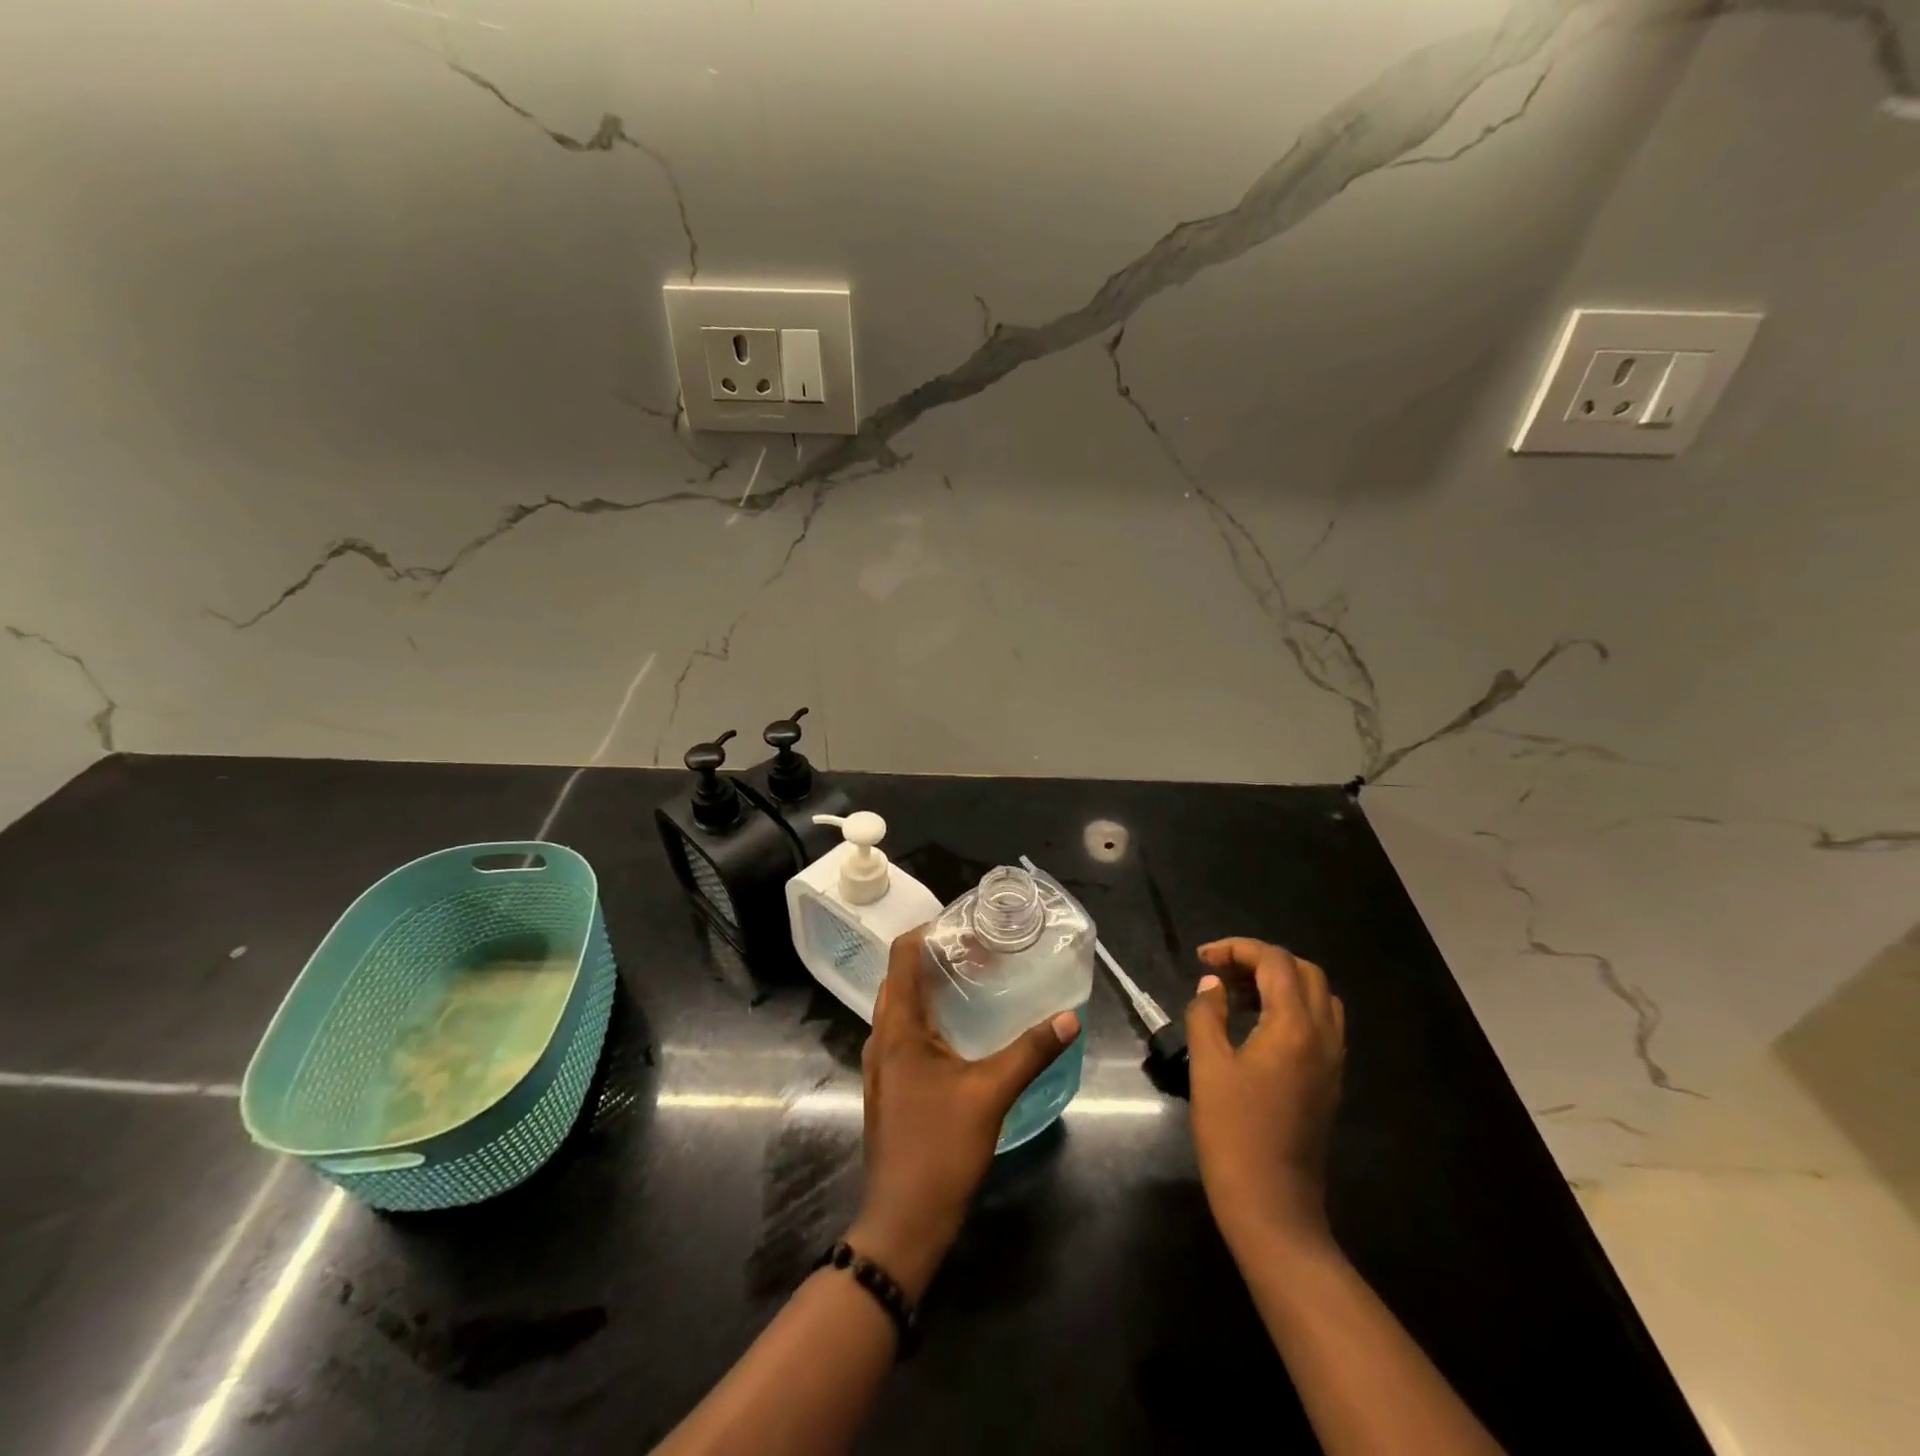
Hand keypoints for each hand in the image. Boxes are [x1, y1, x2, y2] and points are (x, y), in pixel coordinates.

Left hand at [847, 927, 1080, 1297]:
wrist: (903, 1220)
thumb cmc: (940, 1148)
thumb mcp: (991, 1093)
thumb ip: (1031, 1051)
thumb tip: (1070, 1017)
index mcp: (898, 1026)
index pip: (902, 954)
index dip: (929, 930)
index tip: (966, 925)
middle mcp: (882, 1036)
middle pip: (901, 976)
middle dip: (936, 956)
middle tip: (980, 951)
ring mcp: (882, 1062)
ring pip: (902, 1005)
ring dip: (931, 986)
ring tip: (974, 981)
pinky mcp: (890, 1084)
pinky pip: (905, 1031)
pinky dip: (929, 1015)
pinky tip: (961, 1030)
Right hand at [1186, 938, 1345, 1258]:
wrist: (1272, 1205)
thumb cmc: (1233, 1132)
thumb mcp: (1208, 1065)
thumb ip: (1208, 1013)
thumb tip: (1213, 985)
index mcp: (1294, 1027)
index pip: (1275, 962)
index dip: (1237, 949)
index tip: (1202, 959)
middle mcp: (1323, 1036)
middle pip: (1304, 972)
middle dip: (1261, 960)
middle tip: (1221, 972)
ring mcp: (1332, 1061)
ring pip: (1317, 997)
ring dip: (1280, 983)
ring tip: (1237, 994)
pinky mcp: (1329, 1081)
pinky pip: (1320, 1024)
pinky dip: (1292, 1008)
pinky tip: (1258, 1025)